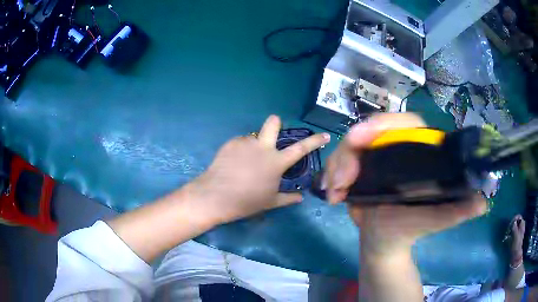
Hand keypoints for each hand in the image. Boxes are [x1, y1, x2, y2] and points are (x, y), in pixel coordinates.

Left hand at [187, 115, 329, 225]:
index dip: (315, 141)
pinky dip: (240, 151)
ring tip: (244, 162)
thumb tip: (300, 197)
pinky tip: (233, 163)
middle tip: (273, 132)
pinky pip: (240, 143)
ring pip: (254, 137)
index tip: (324, 135)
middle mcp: (263, 147)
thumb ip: (288, 198)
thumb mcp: (270, 202)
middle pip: (273, 123)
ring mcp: (245, 143)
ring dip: (253, 146)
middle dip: (276, 123)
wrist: (216, 196)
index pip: (301, 148)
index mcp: (276, 162)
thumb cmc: (247, 201)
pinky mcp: (231, 143)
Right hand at [324, 113, 486, 256]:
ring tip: (335, 193)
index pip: (405, 124)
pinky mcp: (358, 166)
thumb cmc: (411, 229)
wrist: (384, 240)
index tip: (361, 139)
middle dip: (350, 151)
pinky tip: (332, 194)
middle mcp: (396, 147)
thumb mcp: (434, 220)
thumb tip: (482, 202)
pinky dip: (331, 173)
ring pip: (350, 145)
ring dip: (337, 165)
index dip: (383, 125)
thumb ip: (456, 212)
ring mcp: (375, 156)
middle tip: (341, 180)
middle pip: (370, 131)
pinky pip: (340, 160)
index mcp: (418, 152)